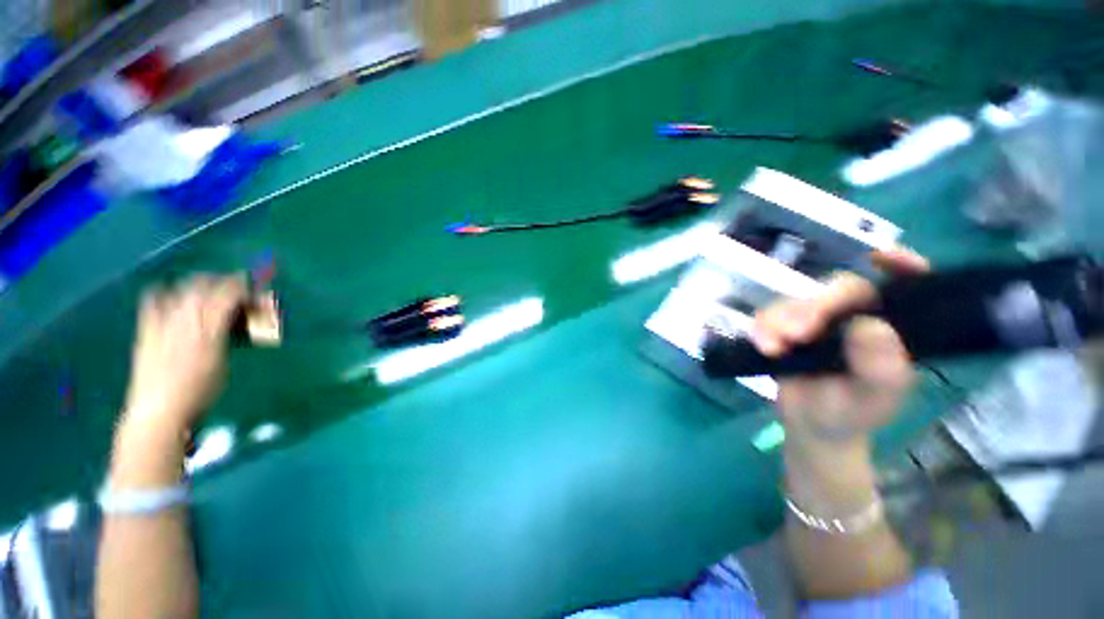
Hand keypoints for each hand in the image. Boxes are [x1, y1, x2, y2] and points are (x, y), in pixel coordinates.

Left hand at [123, 275, 246, 435]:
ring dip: (198, 284)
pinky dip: (165, 293)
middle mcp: (184, 319)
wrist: (159, 411)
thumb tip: (236, 319)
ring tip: (209, 288)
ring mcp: (162, 322)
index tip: (254, 290)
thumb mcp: (224, 362)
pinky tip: (170, 294)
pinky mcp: (146, 330)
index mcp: (209, 328)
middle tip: (236, 288)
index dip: (243, 287)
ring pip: (181, 290)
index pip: (228, 294)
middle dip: (223, 282)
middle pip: (205, 286)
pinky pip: (152, 302)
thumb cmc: (201, 392)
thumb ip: (228, 335)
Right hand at [751, 249, 929, 446]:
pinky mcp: (787, 327)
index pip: (905, 288)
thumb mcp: (873, 399)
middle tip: (795, 335)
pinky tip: (763, 345)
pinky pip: (771, 315)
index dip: (900, 267)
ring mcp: (820, 321)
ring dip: (780, 319)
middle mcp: (858, 317)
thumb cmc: (852, 415)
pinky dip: (763, 326)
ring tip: (772, 347)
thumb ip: (879, 367)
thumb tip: (869, 324)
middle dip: (814, 307)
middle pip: (838, 290)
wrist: (811, 427)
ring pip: (798, 301)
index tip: (882, 258)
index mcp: (892, 330)